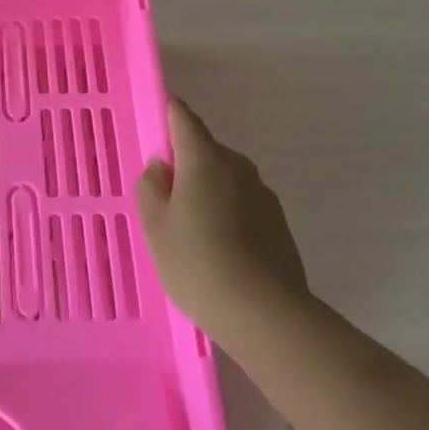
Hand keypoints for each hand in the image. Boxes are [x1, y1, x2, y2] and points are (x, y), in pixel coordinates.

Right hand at [137, 98, 310, 340]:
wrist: (265, 314)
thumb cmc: (197, 263)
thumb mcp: (154, 226)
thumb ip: (150, 186)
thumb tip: (162, 167)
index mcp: (205, 159)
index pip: (183, 117)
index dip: (166, 115)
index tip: (152, 130)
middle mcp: (238, 166)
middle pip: (204, 150)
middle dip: (184, 166)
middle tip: (163, 203)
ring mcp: (263, 194)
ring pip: (224, 180)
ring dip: (206, 193)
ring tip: (190, 234)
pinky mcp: (278, 222)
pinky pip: (242, 205)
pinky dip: (227, 215)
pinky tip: (218, 251)